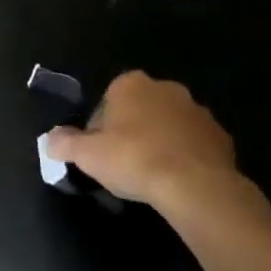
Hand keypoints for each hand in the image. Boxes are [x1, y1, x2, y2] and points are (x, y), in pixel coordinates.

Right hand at [44, 71, 257, 216]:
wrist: (196, 185)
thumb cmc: (134, 159)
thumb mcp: (87, 155)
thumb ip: (64, 144)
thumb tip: (49, 140)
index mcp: (130, 84)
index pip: (107, 101)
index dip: (101, 128)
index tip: (101, 153)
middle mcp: (165, 88)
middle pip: (140, 109)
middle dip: (133, 131)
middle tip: (125, 164)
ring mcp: (197, 110)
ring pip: (169, 125)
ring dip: (161, 142)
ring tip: (153, 175)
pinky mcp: (221, 136)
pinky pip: (195, 143)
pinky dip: (186, 156)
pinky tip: (179, 181)